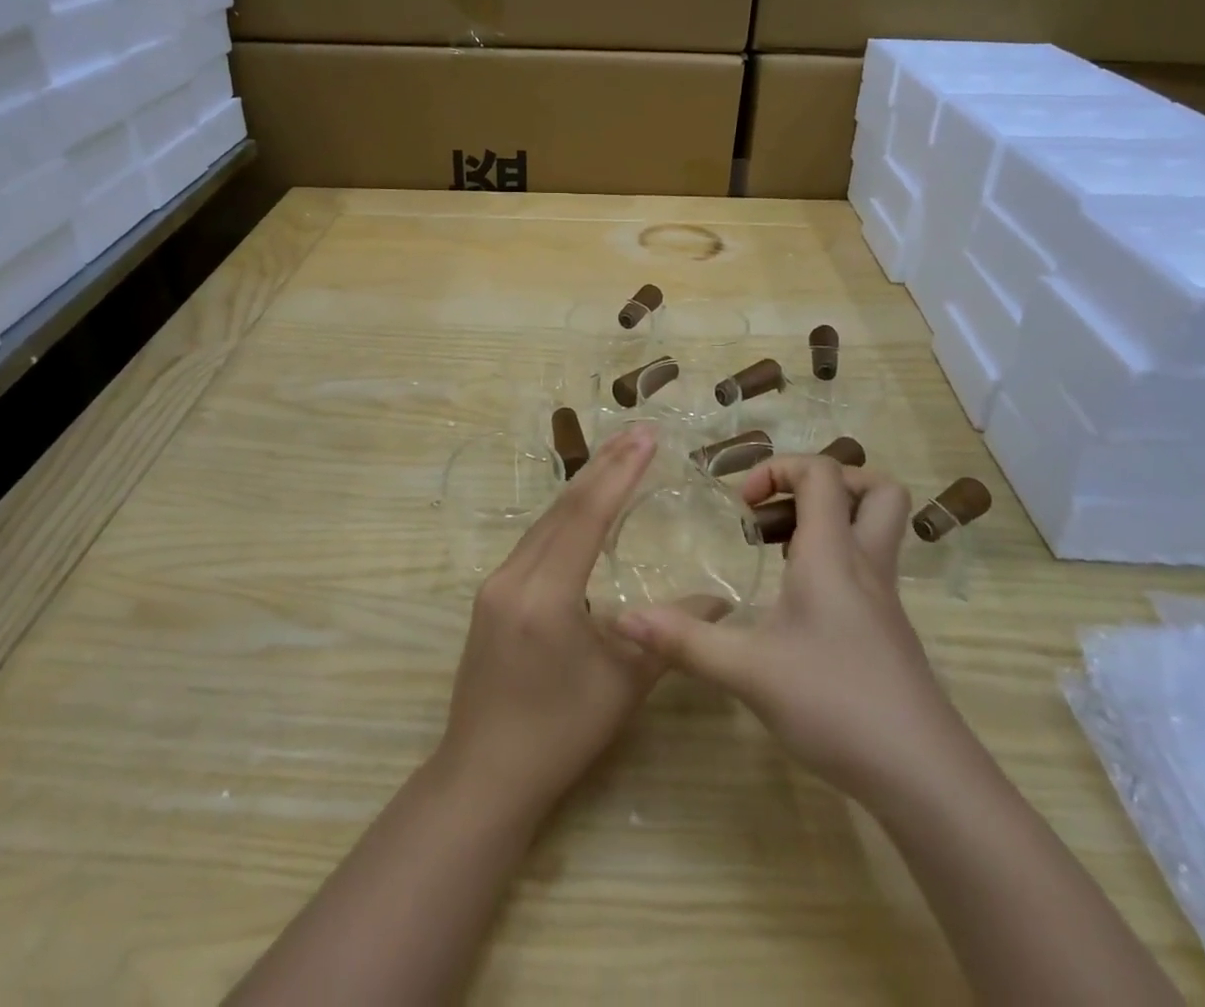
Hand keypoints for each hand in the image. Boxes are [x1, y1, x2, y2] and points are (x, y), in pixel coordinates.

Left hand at [436, 425, 724, 821]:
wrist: (484, 773)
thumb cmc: (560, 735)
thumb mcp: (623, 685)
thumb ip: (671, 634)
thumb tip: (720, 601)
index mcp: (545, 596)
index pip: (586, 516)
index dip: (619, 473)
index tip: (646, 437)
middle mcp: (513, 577)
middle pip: (563, 508)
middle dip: (603, 466)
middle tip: (637, 432)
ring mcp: (495, 584)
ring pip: (544, 522)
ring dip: (582, 488)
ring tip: (617, 456)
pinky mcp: (490, 595)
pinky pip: (533, 542)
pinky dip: (564, 517)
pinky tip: (582, 509)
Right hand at [615, 454, 951, 800]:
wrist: (924, 777)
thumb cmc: (835, 704)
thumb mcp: (748, 671)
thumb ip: (685, 641)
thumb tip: (623, 619)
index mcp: (832, 554)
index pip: (822, 473)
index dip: (778, 468)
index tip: (740, 504)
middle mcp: (865, 564)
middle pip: (875, 489)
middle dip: (827, 482)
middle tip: (779, 509)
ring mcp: (884, 598)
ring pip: (876, 528)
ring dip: (831, 519)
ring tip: (778, 549)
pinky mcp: (889, 630)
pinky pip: (867, 566)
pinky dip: (834, 560)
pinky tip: (797, 602)